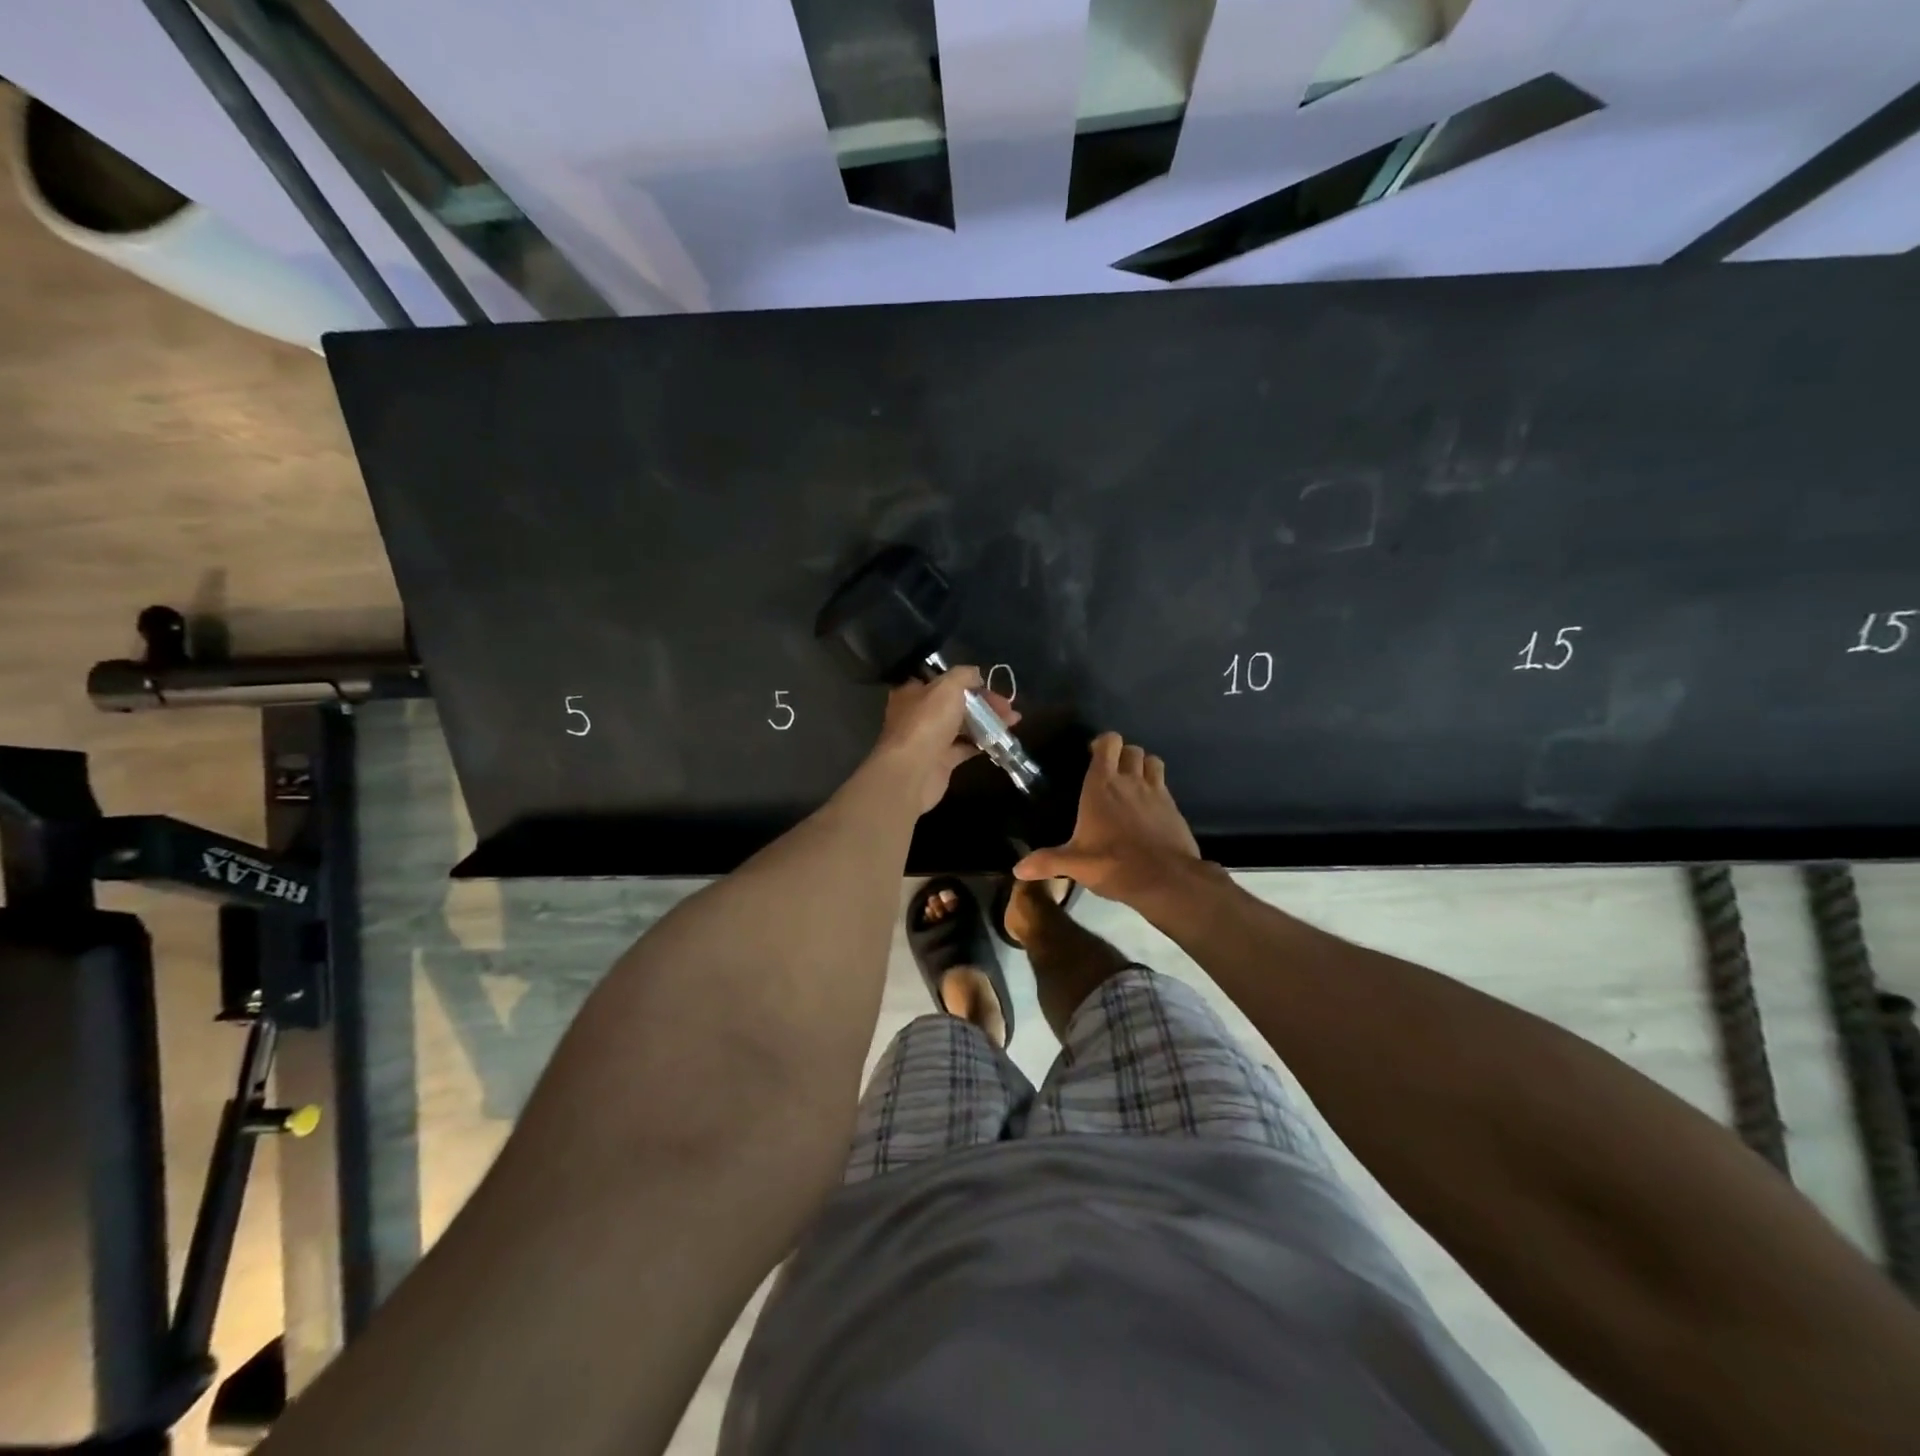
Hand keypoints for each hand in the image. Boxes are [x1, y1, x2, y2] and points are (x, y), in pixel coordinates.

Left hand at [868, 667, 1018, 814]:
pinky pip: (965, 747)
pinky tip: (1001, 740)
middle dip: (984, 703)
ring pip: (962, 725)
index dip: (968, 681)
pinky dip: (982, 743)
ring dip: (987, 722)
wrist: (913, 772)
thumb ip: (964, 675)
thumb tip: (976, 675)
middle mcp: (919, 713)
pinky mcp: (940, 761)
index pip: (943, 680)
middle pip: (956, 703)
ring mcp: (929, 738)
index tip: (990, 685)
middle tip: (1008, 707)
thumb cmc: (927, 722)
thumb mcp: (948, 686)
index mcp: (914, 691)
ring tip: (1013, 721)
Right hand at [1014, 731, 1200, 905]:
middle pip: (1131, 749)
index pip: (1108, 743)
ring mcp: (1156, 792)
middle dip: (1122, 754)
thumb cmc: (1114, 864)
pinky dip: (1157, 787)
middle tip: (1111, 771)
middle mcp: (1130, 781)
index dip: (1102, 743)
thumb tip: (1018, 869)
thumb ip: (1047, 861)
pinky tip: (1148, 808)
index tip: (1092, 754)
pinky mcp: (1174, 808)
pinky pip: (1165, 785)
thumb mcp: (1075, 864)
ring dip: (1142, 765)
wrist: (1166, 879)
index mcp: (1102, 785)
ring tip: (1132, 782)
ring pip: (1152, 761)